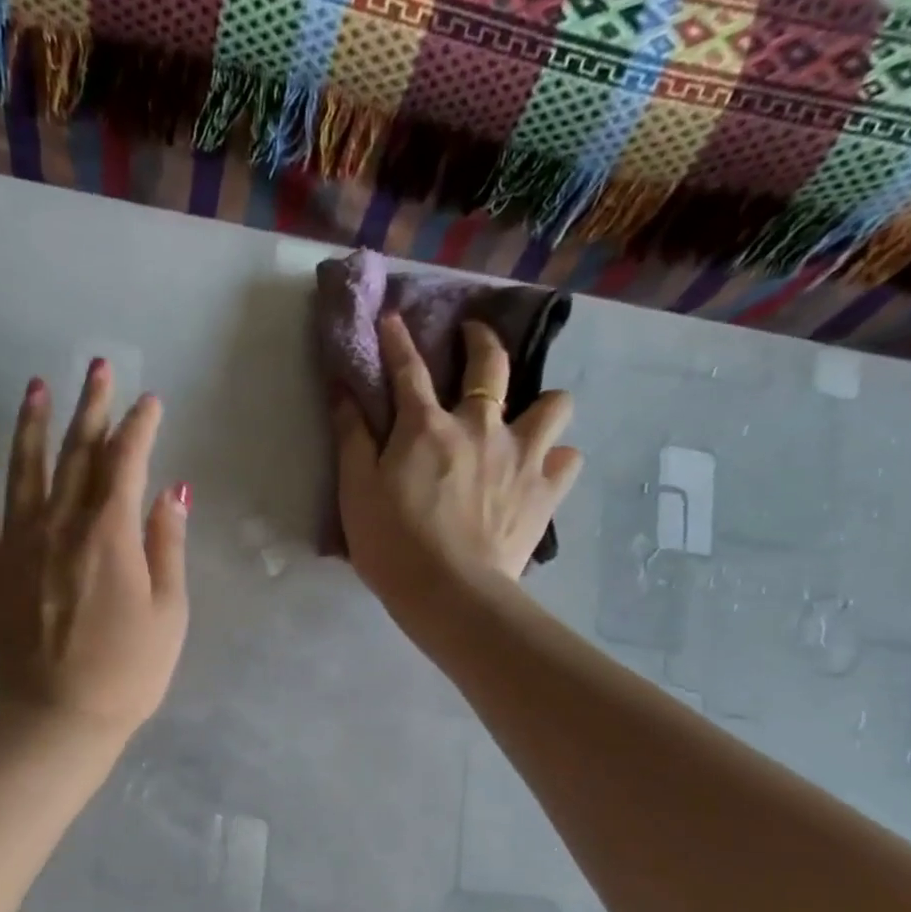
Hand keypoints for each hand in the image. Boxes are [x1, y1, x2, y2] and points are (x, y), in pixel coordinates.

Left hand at [0, 360, 189, 740]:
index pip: (127, 463)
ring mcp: (16, 543)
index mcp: (111, 535)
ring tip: (36, 386)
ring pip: (25, 469)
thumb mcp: (169, 614)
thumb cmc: (127, 673)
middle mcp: (61, 525)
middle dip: (92, 407)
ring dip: (32, 424)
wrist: (58, 718)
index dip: (140, 427)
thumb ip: (167, 547)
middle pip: (78, 454)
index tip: (150, 402)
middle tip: (99, 367)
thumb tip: (171, 492)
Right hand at [334, 313, 581, 613]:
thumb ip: (351, 438)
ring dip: (540, 403)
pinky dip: (556, 459)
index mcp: (427, 428)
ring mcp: (521, 456)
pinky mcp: (545, 491)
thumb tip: (343, 391)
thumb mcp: (355, 492)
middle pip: (490, 365)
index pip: (408, 370)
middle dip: (481, 340)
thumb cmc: (392, 545)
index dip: (397, 340)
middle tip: (474, 338)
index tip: (392, 318)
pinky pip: (567, 459)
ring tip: (526, 419)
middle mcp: (480, 427)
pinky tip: (542, 470)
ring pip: (552, 404)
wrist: (450, 593)